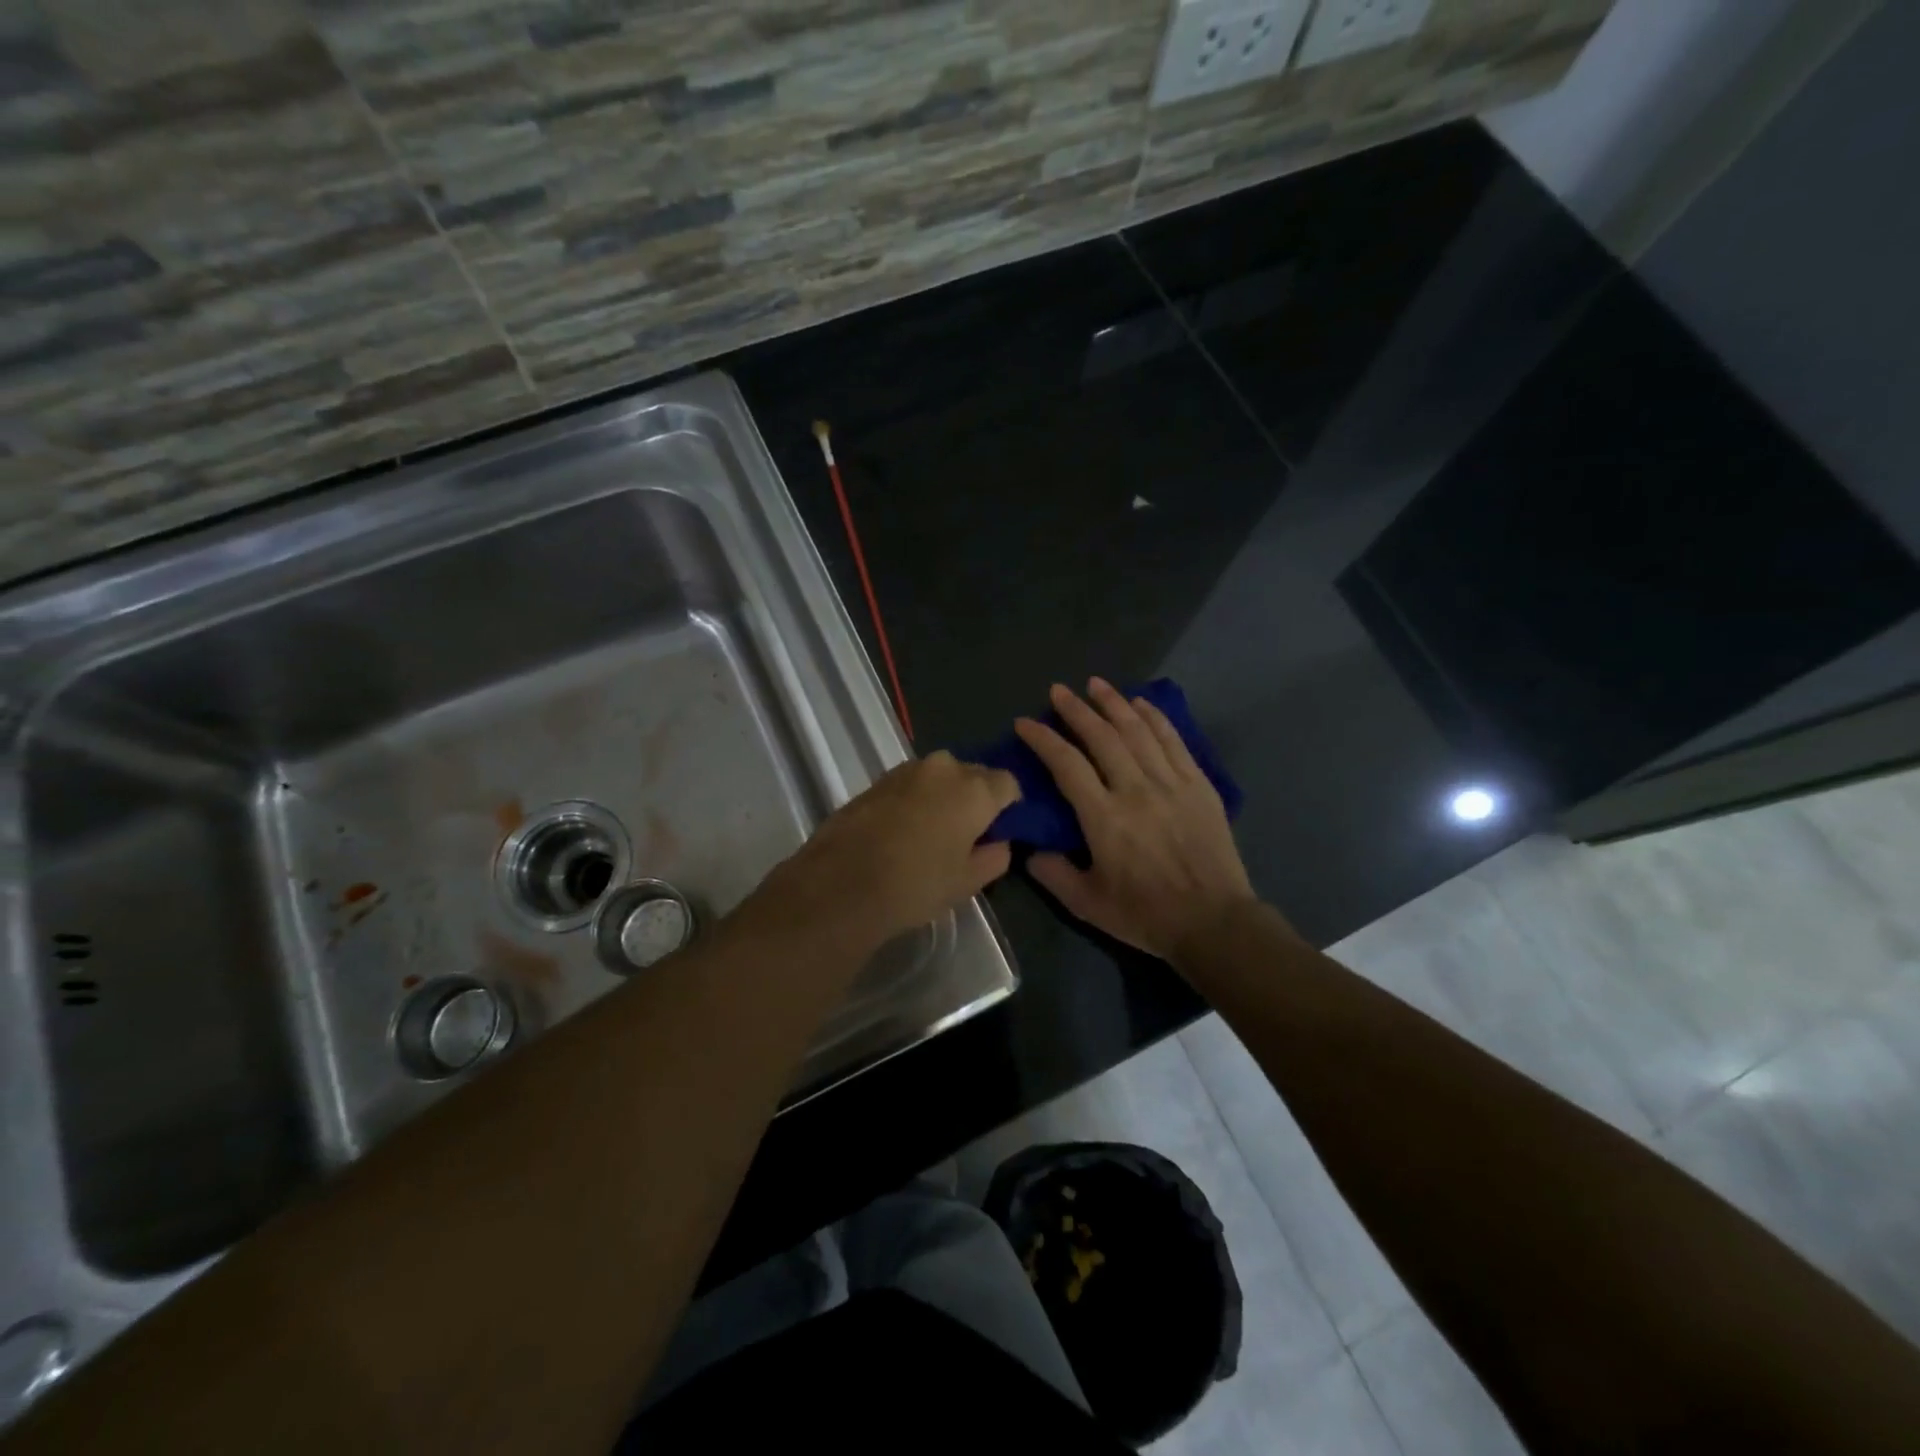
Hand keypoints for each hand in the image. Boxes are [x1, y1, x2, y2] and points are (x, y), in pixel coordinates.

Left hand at [751, 751, 1020, 950]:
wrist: (840, 885)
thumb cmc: (916, 885)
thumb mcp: (967, 882)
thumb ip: (994, 857)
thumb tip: (998, 842)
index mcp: (974, 789)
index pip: (1009, 783)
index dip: (1009, 806)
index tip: (1001, 830)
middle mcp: (944, 768)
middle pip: (974, 775)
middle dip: (977, 797)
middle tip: (969, 833)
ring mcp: (906, 770)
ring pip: (940, 777)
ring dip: (944, 796)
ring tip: (933, 833)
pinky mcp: (877, 780)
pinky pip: (911, 784)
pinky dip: (916, 799)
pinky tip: (904, 831)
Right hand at [1016, 680, 1257, 961]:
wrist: (1213, 921)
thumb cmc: (1146, 915)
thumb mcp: (1087, 904)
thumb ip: (1053, 874)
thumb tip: (1030, 850)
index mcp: (1104, 818)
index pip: (1066, 765)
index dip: (1043, 739)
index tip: (1025, 723)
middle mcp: (1136, 790)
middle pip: (1102, 737)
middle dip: (1076, 710)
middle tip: (1058, 690)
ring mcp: (1171, 783)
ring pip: (1138, 731)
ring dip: (1114, 703)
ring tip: (1096, 684)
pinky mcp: (1198, 785)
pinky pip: (1173, 740)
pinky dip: (1155, 717)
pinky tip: (1141, 702)